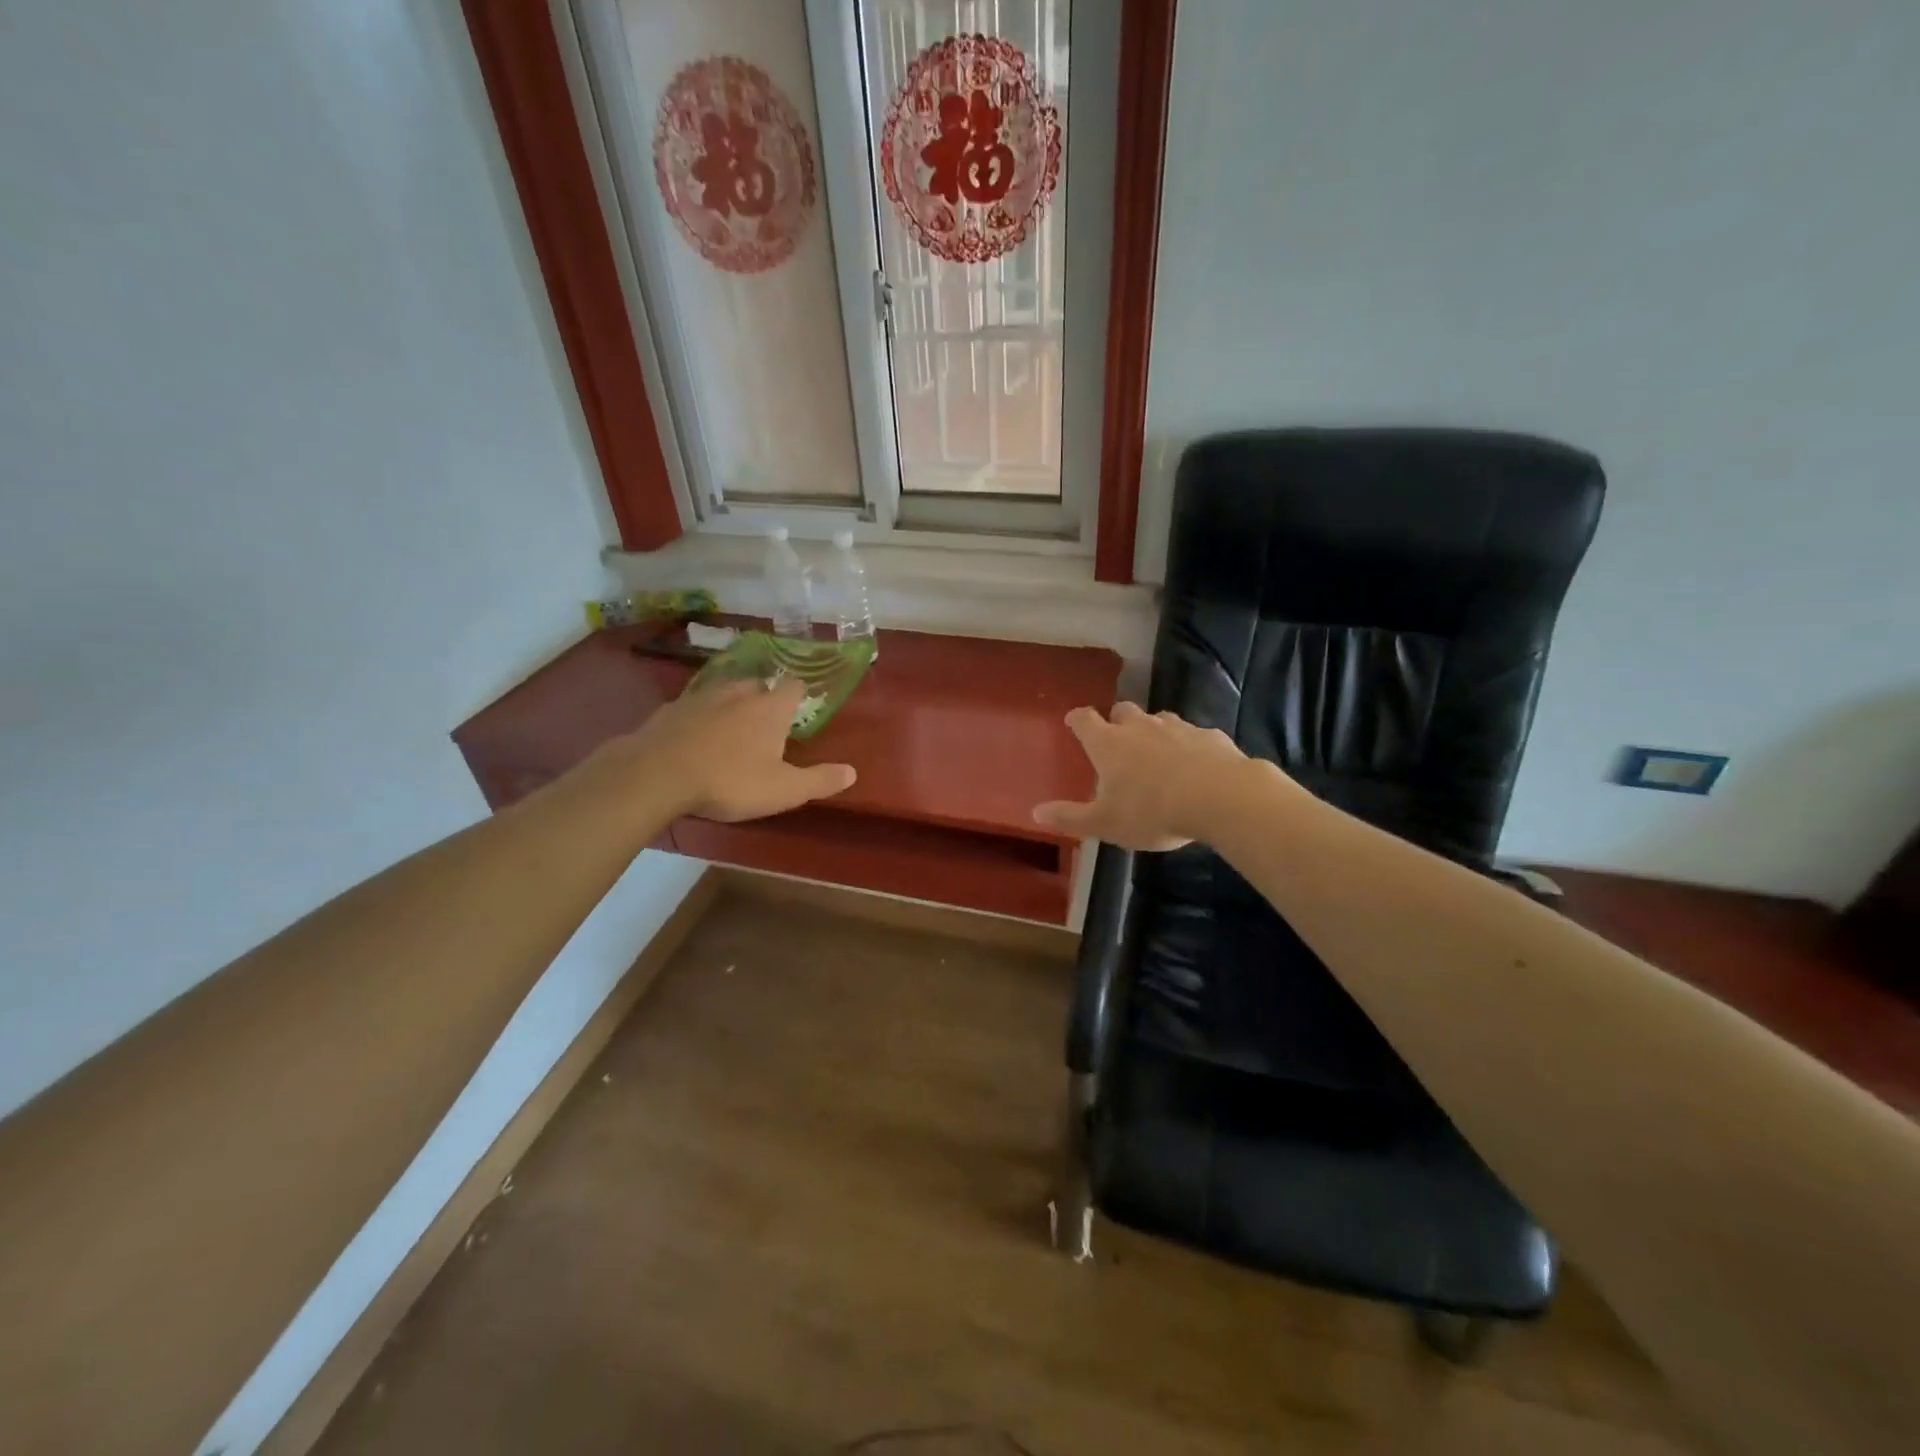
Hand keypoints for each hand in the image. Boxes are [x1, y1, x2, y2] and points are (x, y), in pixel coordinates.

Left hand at [617, 677, 856, 822]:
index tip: (802, 704)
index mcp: (769, 709)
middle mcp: (737, 694)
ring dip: (731, 702)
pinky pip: (691, 707)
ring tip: (733, 722)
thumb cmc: (729, 781)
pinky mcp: (668, 711)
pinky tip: (694, 735)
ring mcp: (699, 699)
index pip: (793, 687)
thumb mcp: (784, 790)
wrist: (655, 775)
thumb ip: (820, 780)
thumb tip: (853, 772)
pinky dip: (698, 717)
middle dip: (765, 697)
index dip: (800, 694)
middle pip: (758, 685)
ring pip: (723, 691)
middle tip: (768, 719)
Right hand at [1033, 702, 1259, 850]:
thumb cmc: (1151, 811)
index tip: (1073, 721)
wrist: (1220, 797)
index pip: (1085, 720)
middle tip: (1117, 740)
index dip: (1077, 719)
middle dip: (1117, 720)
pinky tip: (1195, 766)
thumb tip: (1035, 812)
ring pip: (1160, 720)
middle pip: (1123, 710)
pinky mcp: (1210, 736)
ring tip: (1157, 755)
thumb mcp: (1105, 823)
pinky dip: (1189, 746)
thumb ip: (1070, 817)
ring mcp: (1178, 728)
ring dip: (1154, 732)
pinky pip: (1194, 736)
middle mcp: (1140, 727)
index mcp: (1109, 744)